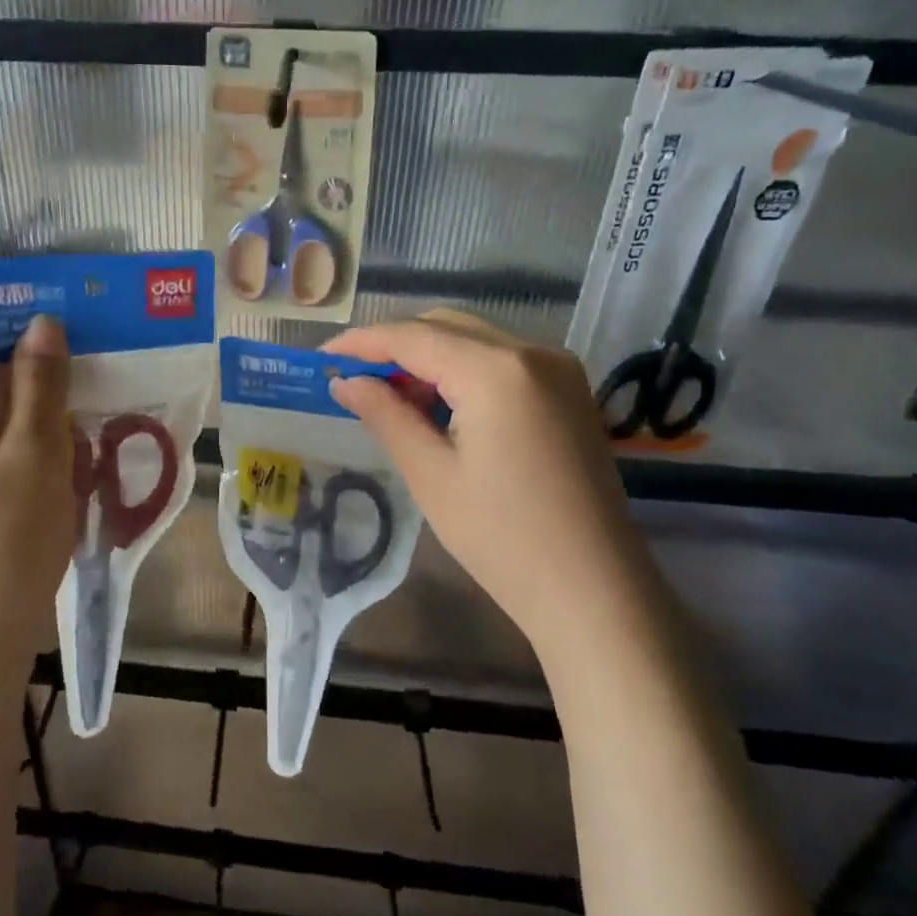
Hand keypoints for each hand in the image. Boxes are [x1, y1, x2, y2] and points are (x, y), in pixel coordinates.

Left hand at [0, 316, 74, 696]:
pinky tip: (67, 471)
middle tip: (91, 377)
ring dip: (34, 418)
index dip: (4, 322)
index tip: (64, 328)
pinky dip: (23, 454)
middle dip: (28, 374)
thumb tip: (43, 323)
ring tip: (89, 426)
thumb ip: (39, 386)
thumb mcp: (32, 461)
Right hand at [323, 309, 663, 658]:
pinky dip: (463, 371)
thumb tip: (345, 382)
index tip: (322, 357)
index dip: (362, 343)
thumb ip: (386, 415)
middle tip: (353, 380)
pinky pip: (503, 361)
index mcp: (496, 371)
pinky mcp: (569, 391)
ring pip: (475, 340)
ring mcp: (559, 369)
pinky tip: (441, 407)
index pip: (413, 337)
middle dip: (395, 346)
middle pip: (446, 326)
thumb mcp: (431, 475)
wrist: (594, 589)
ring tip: (392, 398)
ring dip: (429, 357)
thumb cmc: (502, 538)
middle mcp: (533, 353)